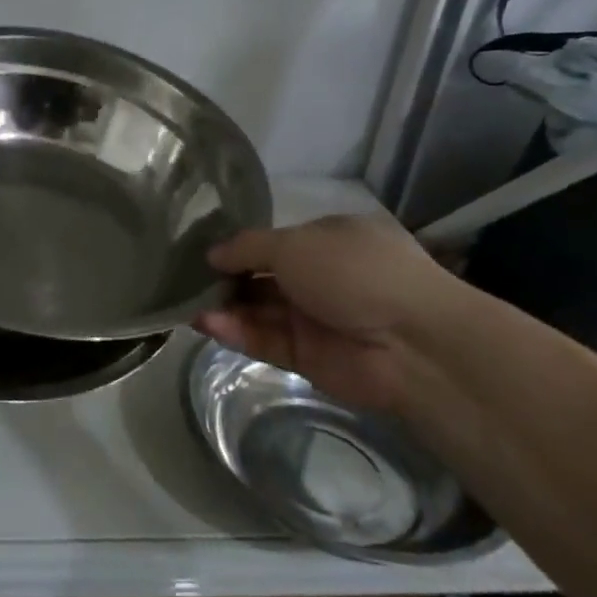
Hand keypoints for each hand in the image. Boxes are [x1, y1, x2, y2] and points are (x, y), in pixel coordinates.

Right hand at [194, 215, 460, 414]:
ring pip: (258, 310)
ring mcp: (314, 318)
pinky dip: (236, 332)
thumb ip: (247, 247)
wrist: (411, 343)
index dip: (238, 247)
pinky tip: (206, 324)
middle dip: (225, 279)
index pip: (273, 242)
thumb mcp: (294, 243)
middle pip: (261, 277)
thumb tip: (212, 254)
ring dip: (224, 307)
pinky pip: (264, 339)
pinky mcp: (306, 355)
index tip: (201, 253)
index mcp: (328, 240)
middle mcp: (321, 276)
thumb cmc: (354, 272)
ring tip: (186, 305)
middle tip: (185, 282)